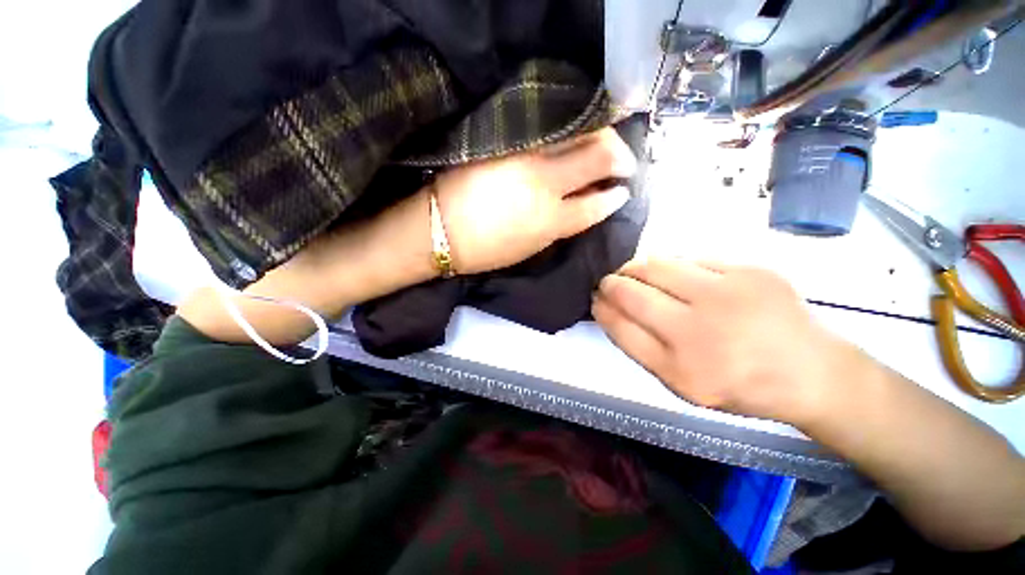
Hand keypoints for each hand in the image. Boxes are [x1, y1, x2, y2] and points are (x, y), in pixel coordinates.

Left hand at [435, 127, 636, 274]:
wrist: (440, 228)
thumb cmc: (486, 250)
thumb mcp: (531, 247)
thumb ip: (561, 225)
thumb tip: (584, 204)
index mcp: (551, 219)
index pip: (597, 203)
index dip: (615, 196)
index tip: (622, 190)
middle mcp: (545, 181)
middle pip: (599, 154)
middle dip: (620, 155)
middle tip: (623, 161)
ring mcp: (526, 153)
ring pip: (579, 130)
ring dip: (601, 134)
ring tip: (605, 142)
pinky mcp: (508, 138)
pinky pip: (550, 125)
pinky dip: (571, 127)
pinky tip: (577, 131)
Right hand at [592, 258, 848, 425]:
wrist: (812, 373)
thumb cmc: (739, 384)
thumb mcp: (682, 383)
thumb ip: (642, 347)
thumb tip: (610, 308)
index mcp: (681, 370)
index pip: (620, 327)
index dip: (601, 308)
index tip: (595, 299)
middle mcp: (700, 332)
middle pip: (632, 293)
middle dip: (611, 283)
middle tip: (609, 282)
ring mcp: (727, 296)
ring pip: (656, 266)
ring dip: (636, 268)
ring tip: (634, 272)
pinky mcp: (750, 271)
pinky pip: (691, 259)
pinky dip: (674, 266)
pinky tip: (678, 276)